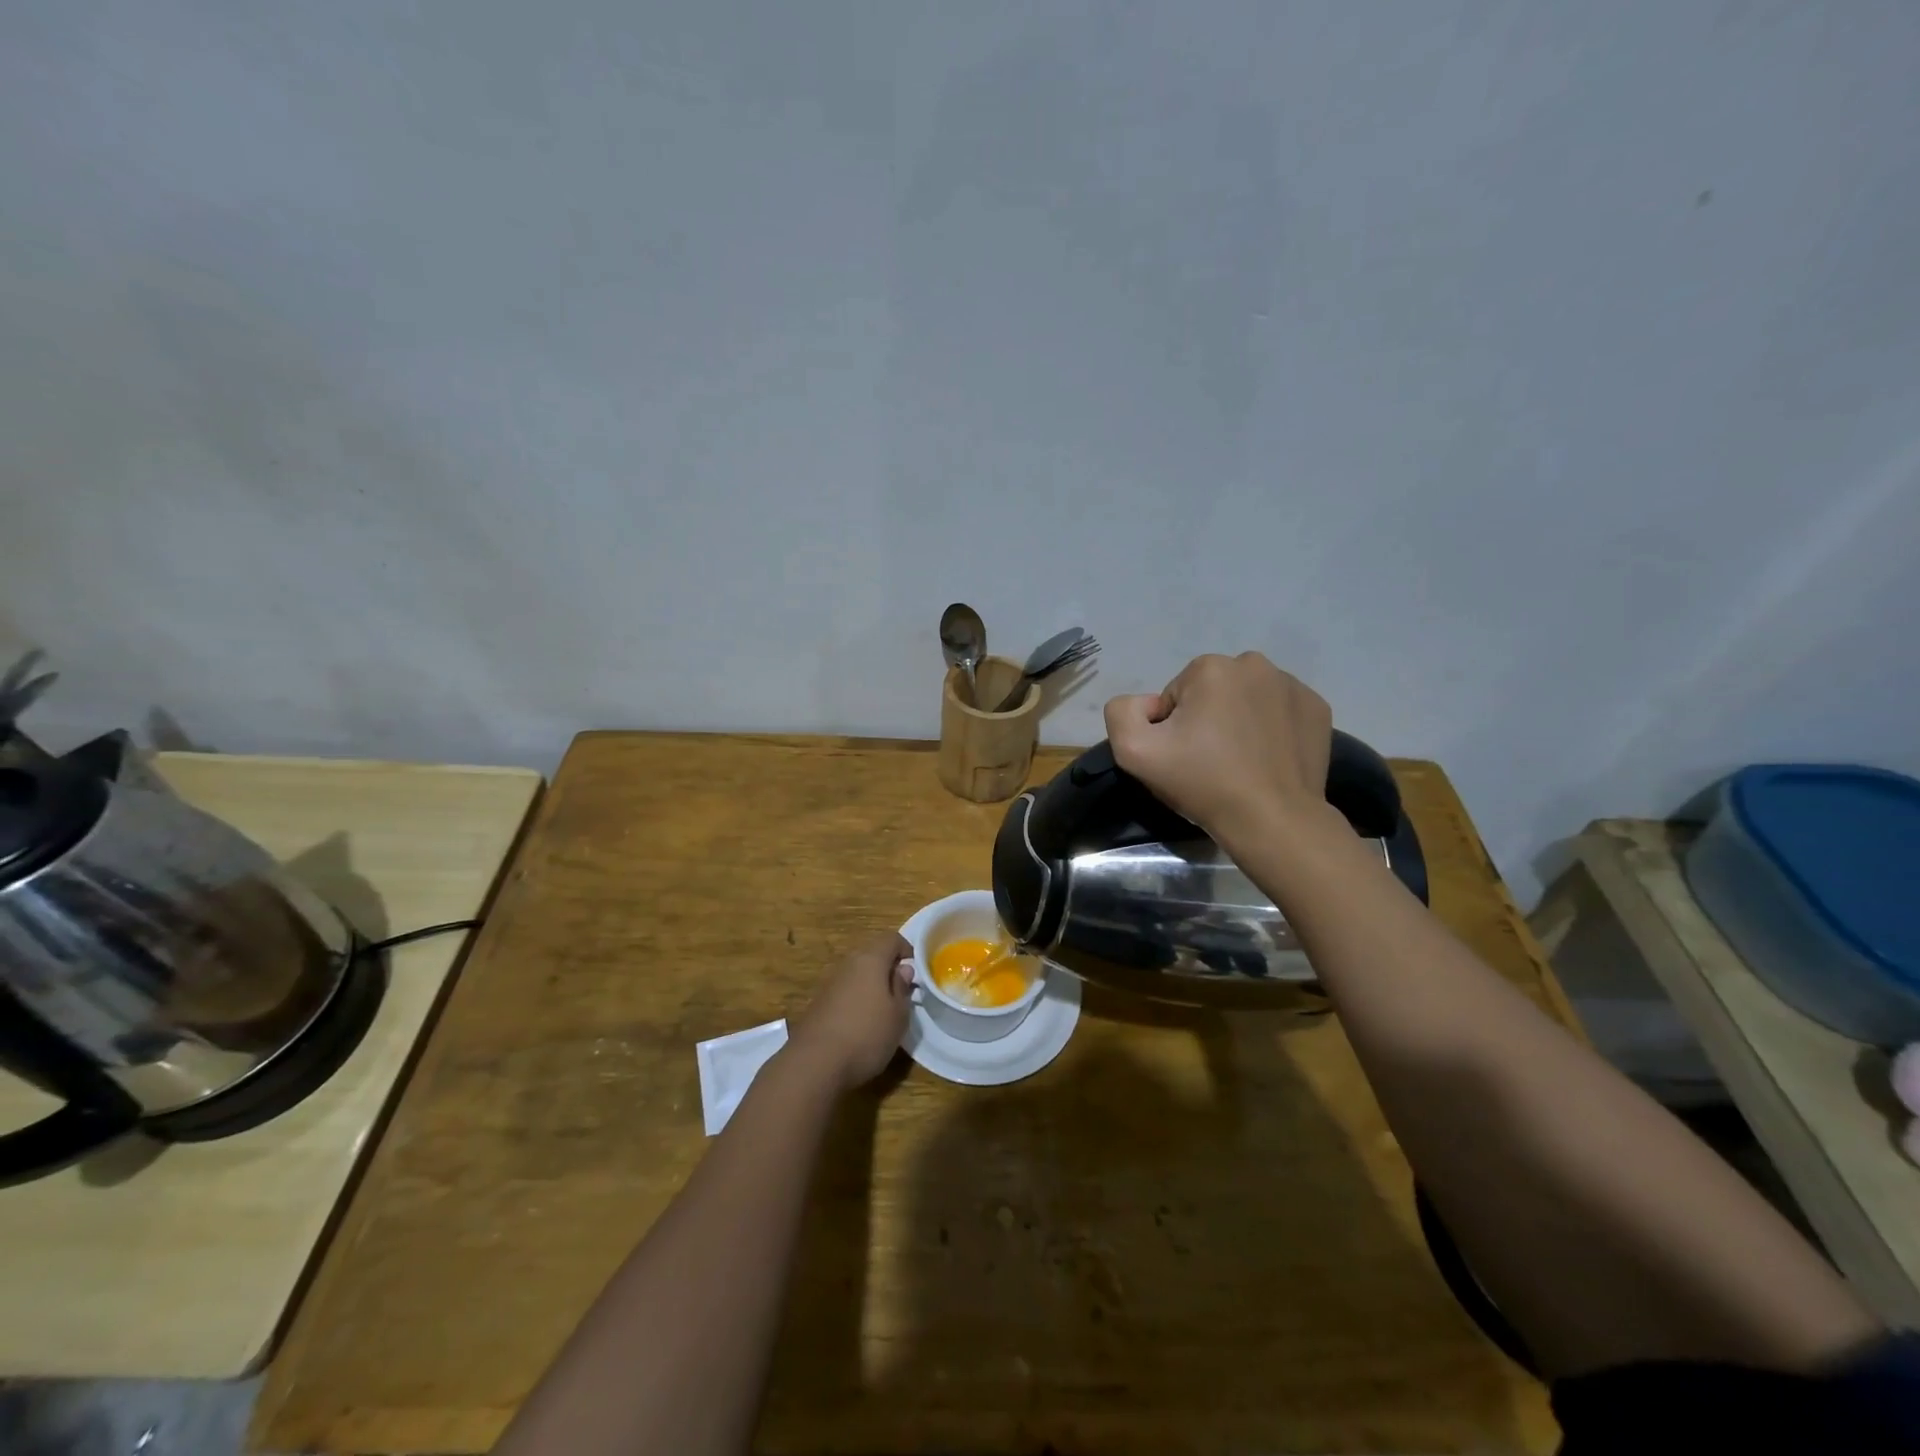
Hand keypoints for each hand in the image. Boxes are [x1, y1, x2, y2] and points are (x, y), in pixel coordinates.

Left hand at [787, 931, 914, 1092]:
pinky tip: (861, 1026)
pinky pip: (845, 993)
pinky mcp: (819, 1004)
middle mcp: (848, 964)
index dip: (907, 950)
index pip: (892, 939)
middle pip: (873, 955)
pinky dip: (857, 1001)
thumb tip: (903, 969)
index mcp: (870, 959)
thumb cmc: (866, 1035)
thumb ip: (902, 988)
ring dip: (872, 987)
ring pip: (858, 975)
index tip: (917, 971)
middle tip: (903, 994)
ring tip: (884, 1013)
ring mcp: (830, 984)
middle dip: (889, 969)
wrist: (814, 1064)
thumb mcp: (898, 1015)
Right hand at [1103, 652, 1336, 846]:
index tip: (1184, 757)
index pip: (1176, 695)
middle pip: (1212, 692)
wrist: (1272, 819)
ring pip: (1247, 699)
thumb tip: (1147, 704)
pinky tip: (1267, 758)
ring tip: (1240, 762)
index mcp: (1211, 668)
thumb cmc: (1203, 782)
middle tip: (1209, 761)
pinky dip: (1270, 728)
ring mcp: (1293, 685)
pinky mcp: (1318, 709)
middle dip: (1206, 719)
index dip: (1172, 728)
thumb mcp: (1134, 751)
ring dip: (1238, 721)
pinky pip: (1279, 711)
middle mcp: (1255, 664)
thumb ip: (1122, 712)